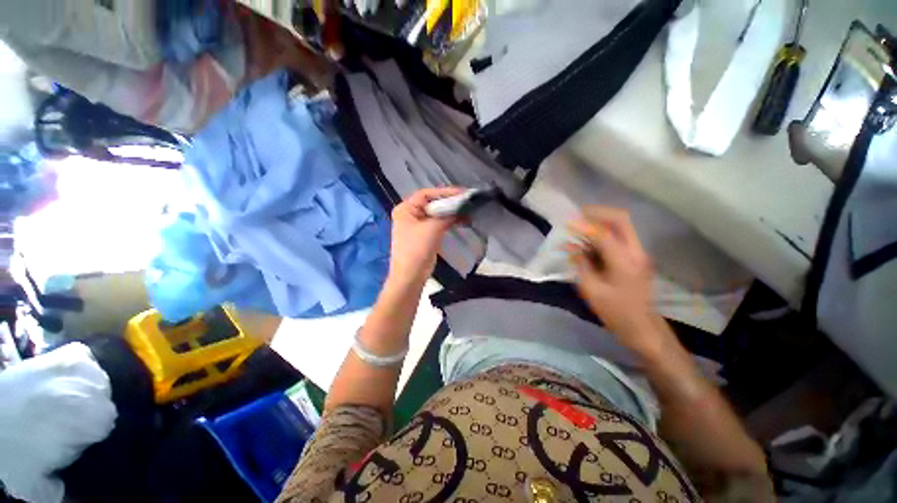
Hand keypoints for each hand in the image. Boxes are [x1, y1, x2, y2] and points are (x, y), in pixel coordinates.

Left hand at [388, 187, 464, 286]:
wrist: (411, 276)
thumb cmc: (417, 249)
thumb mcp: (432, 228)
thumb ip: (447, 216)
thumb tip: (462, 210)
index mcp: (406, 209)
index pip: (426, 194)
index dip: (444, 192)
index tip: (462, 193)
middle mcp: (410, 214)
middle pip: (432, 203)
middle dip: (449, 202)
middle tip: (467, 201)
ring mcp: (417, 225)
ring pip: (436, 214)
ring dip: (450, 213)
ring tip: (467, 210)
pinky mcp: (424, 235)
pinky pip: (438, 224)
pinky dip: (449, 221)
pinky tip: (461, 220)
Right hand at [566, 207, 659, 354]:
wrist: (642, 326)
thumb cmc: (615, 311)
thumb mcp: (591, 290)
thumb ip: (580, 265)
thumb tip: (570, 247)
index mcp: (624, 261)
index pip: (603, 234)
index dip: (583, 227)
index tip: (567, 224)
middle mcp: (636, 252)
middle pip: (620, 220)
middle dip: (597, 214)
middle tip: (578, 216)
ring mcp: (639, 253)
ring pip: (621, 226)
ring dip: (600, 222)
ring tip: (581, 227)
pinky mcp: (636, 257)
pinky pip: (620, 236)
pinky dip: (604, 233)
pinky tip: (589, 241)